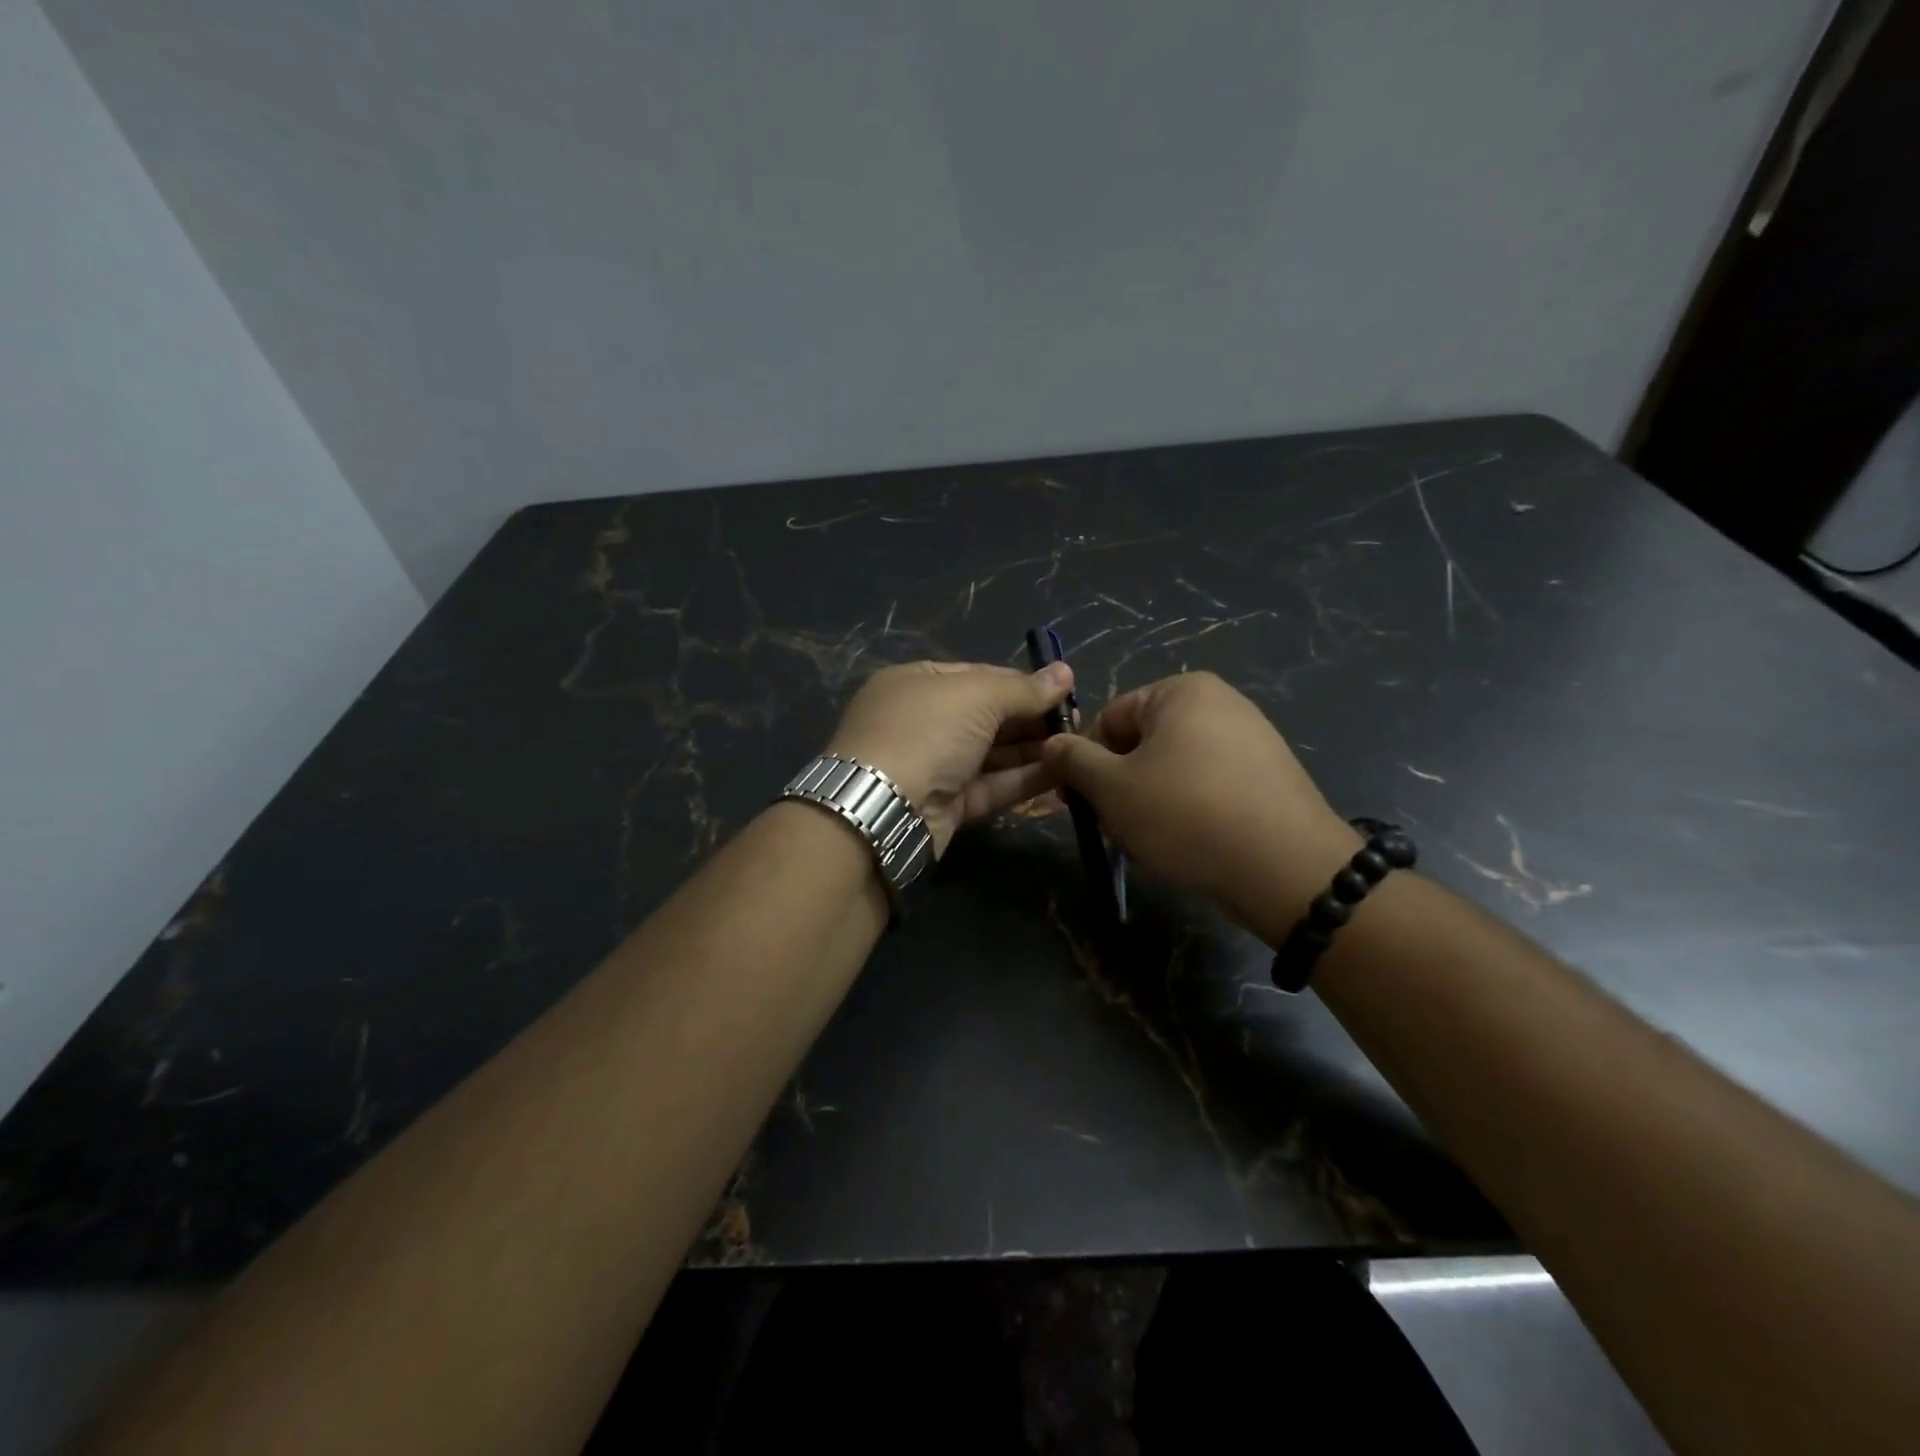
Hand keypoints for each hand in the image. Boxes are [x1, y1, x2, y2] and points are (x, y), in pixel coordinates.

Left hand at [825, 660, 1074, 855]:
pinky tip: (1062, 773)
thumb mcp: (976, 696)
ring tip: (1078, 747)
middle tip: (1078, 722)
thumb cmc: (926, 732)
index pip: (979, 676)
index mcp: (917, 682)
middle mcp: (923, 721)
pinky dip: (1024, 779)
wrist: (881, 808)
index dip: (1022, 682)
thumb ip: (1023, 688)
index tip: (1065, 691)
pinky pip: (991, 785)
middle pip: (988, 715)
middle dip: (1032, 718)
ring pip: (992, 754)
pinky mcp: (946, 805)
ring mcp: (933, 765)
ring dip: (1034, 750)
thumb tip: (1065, 672)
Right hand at [1041, 672, 1360, 942]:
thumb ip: (1074, 761)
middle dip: (1120, 785)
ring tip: (1151, 842)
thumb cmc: (1186, 815)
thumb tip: (1053, 743)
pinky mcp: (1270, 776)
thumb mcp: (1113, 788)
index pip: (1110, 717)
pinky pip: (1209, 786)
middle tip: (1114, 827)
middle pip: (1143, 743)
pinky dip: (1188, 810)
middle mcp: (1221, 703)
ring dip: (1149, 802)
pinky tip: (1188, 845)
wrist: (1287, 869)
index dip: (1085, 760)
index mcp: (1182, 691)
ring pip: (1173, 769)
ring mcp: (1252, 738)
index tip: (1077, 802)